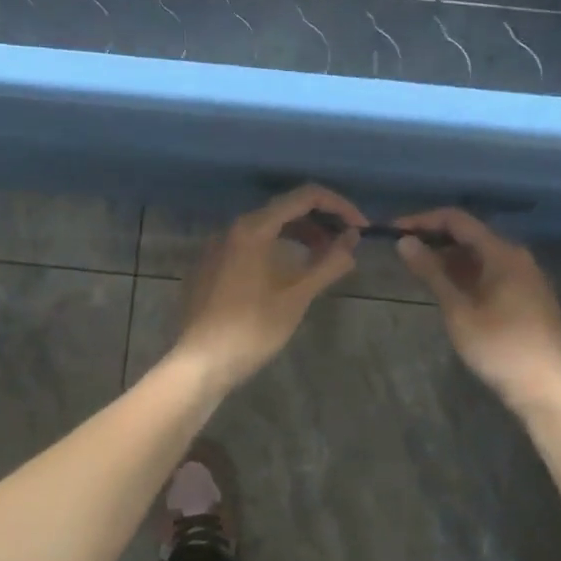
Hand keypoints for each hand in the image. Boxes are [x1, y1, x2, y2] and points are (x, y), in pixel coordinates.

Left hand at [174, 185, 363, 392]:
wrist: (200, 363)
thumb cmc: (252, 329)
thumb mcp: (297, 296)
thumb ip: (328, 263)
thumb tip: (352, 240)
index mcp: (253, 228)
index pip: (304, 197)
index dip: (339, 206)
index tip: (360, 228)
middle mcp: (231, 228)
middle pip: (284, 209)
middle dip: (320, 222)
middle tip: (344, 246)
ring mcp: (216, 247)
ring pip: (265, 229)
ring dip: (298, 237)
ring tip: (322, 261)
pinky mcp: (209, 267)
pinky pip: (248, 246)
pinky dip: (275, 249)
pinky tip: (286, 275)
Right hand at [395, 208, 560, 414]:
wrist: (550, 391)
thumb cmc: (501, 349)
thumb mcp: (459, 311)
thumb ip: (431, 273)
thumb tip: (404, 242)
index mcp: (502, 253)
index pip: (457, 220)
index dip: (423, 221)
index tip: (393, 231)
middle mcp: (517, 258)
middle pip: (470, 236)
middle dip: (435, 240)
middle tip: (402, 253)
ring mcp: (525, 278)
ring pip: (480, 257)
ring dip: (449, 260)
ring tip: (418, 272)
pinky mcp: (527, 298)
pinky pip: (491, 274)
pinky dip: (466, 276)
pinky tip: (448, 291)